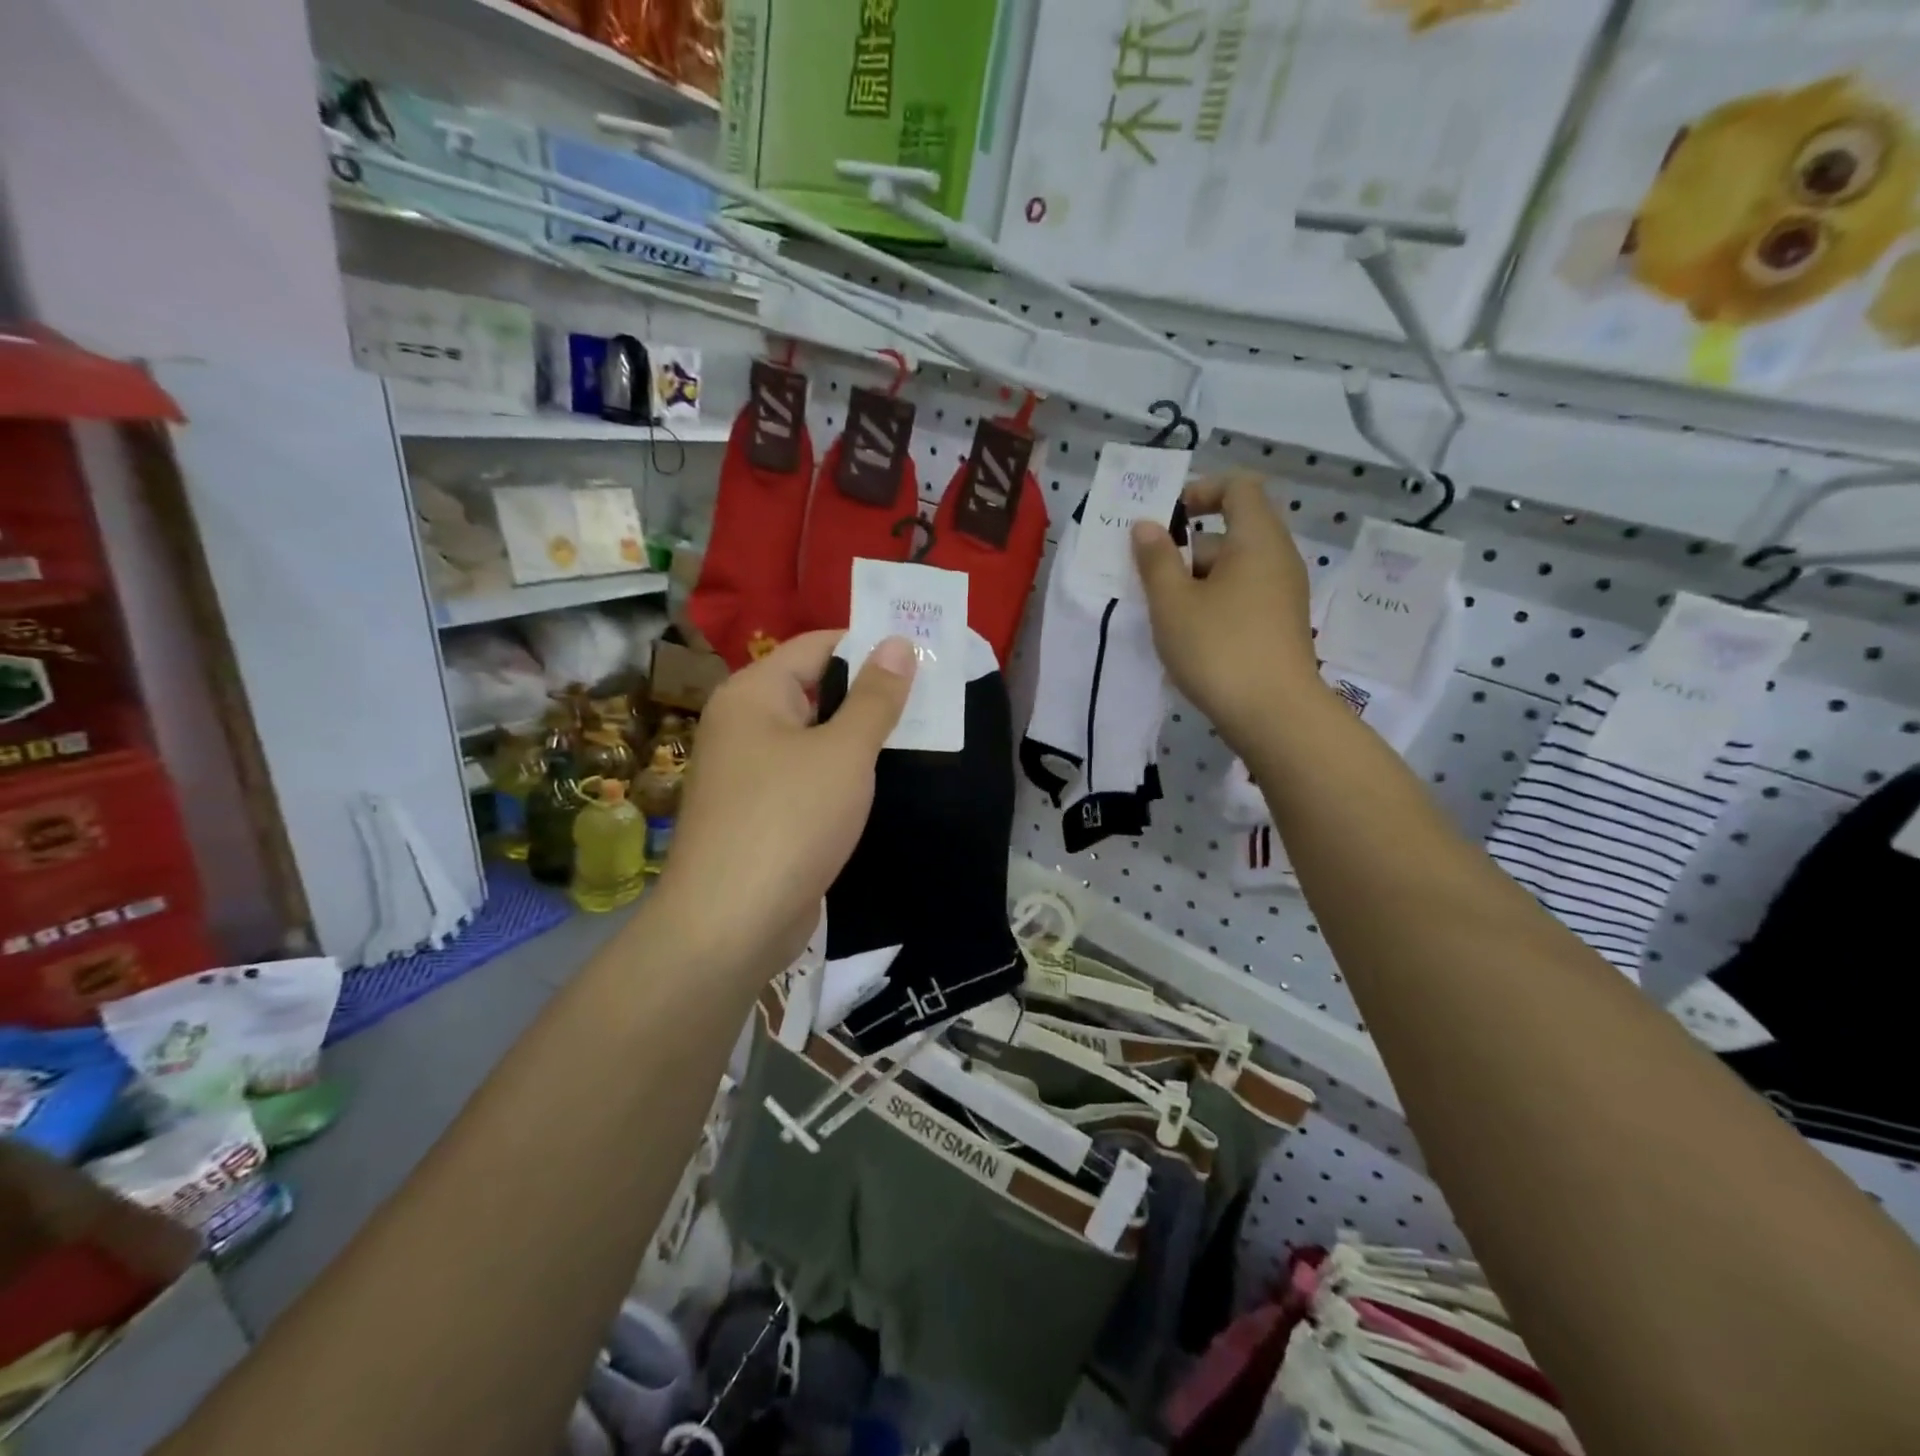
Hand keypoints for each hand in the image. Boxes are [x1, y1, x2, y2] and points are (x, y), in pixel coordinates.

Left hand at [650, 630, 915, 981]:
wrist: (731, 923)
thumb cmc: (789, 819)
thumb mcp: (844, 752)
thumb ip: (875, 697)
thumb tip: (896, 642)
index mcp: (753, 694)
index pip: (816, 646)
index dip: (868, 645)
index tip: (921, 654)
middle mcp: (743, 725)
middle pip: (814, 691)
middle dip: (870, 694)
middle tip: (931, 698)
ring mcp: (749, 774)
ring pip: (814, 739)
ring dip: (860, 738)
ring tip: (920, 736)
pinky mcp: (761, 815)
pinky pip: (808, 778)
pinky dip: (842, 776)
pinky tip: (881, 785)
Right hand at [1131, 471, 1324, 749]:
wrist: (1274, 715)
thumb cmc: (1219, 648)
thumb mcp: (1173, 602)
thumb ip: (1156, 559)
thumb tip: (1147, 526)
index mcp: (1257, 539)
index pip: (1238, 487)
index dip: (1201, 490)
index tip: (1167, 517)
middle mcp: (1277, 558)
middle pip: (1231, 532)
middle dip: (1186, 548)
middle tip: (1149, 577)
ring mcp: (1282, 594)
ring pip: (1233, 570)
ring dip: (1195, 581)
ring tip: (1163, 613)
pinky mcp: (1279, 625)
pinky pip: (1242, 597)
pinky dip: (1213, 604)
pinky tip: (1188, 636)